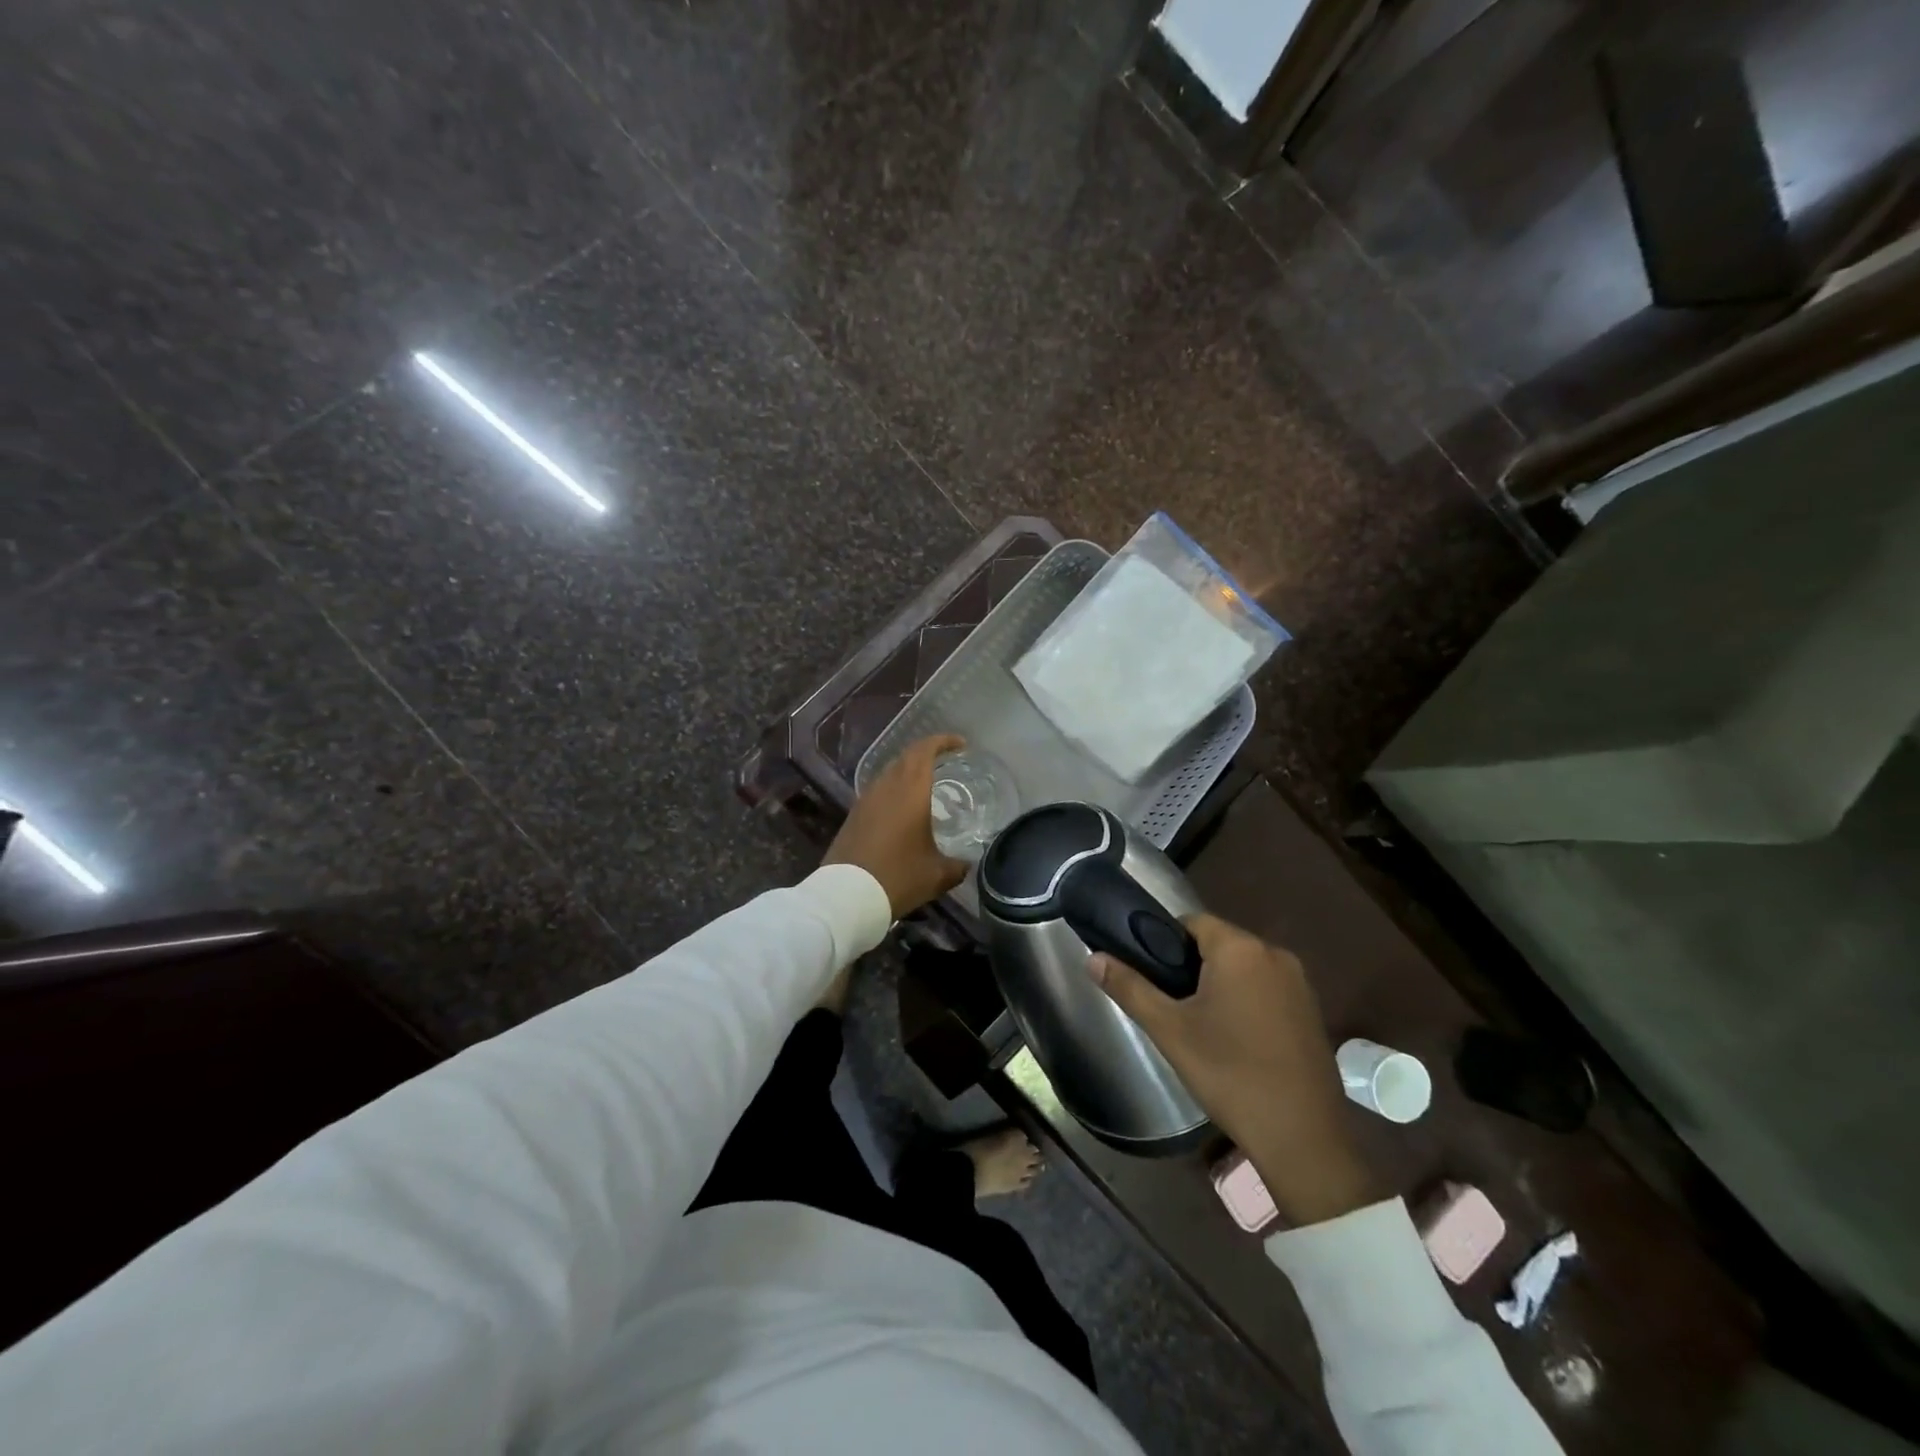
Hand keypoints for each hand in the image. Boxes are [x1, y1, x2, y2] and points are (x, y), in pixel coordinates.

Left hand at [823, 734, 969, 918]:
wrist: (846, 896)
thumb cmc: (898, 877)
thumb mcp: (938, 875)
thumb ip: (958, 865)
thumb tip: (967, 864)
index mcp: (910, 790)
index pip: (925, 750)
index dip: (943, 741)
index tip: (961, 745)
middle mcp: (886, 786)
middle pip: (907, 757)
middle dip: (927, 754)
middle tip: (947, 761)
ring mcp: (866, 800)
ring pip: (890, 773)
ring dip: (909, 772)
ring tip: (928, 785)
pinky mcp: (854, 815)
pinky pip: (879, 791)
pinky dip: (895, 790)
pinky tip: (903, 810)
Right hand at [1089, 914, 1379, 1226]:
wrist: (1303, 1138)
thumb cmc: (1229, 1074)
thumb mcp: (1169, 1030)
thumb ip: (1129, 987)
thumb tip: (1092, 958)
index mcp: (1240, 949)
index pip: (1191, 922)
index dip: (1164, 942)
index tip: (1150, 974)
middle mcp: (1274, 954)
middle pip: (1218, 943)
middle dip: (1190, 966)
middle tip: (1169, 1004)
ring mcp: (1299, 983)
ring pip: (1243, 967)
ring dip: (1219, 984)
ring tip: (1197, 1024)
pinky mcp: (1312, 1010)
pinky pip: (1266, 988)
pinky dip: (1246, 1000)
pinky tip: (1234, 1038)